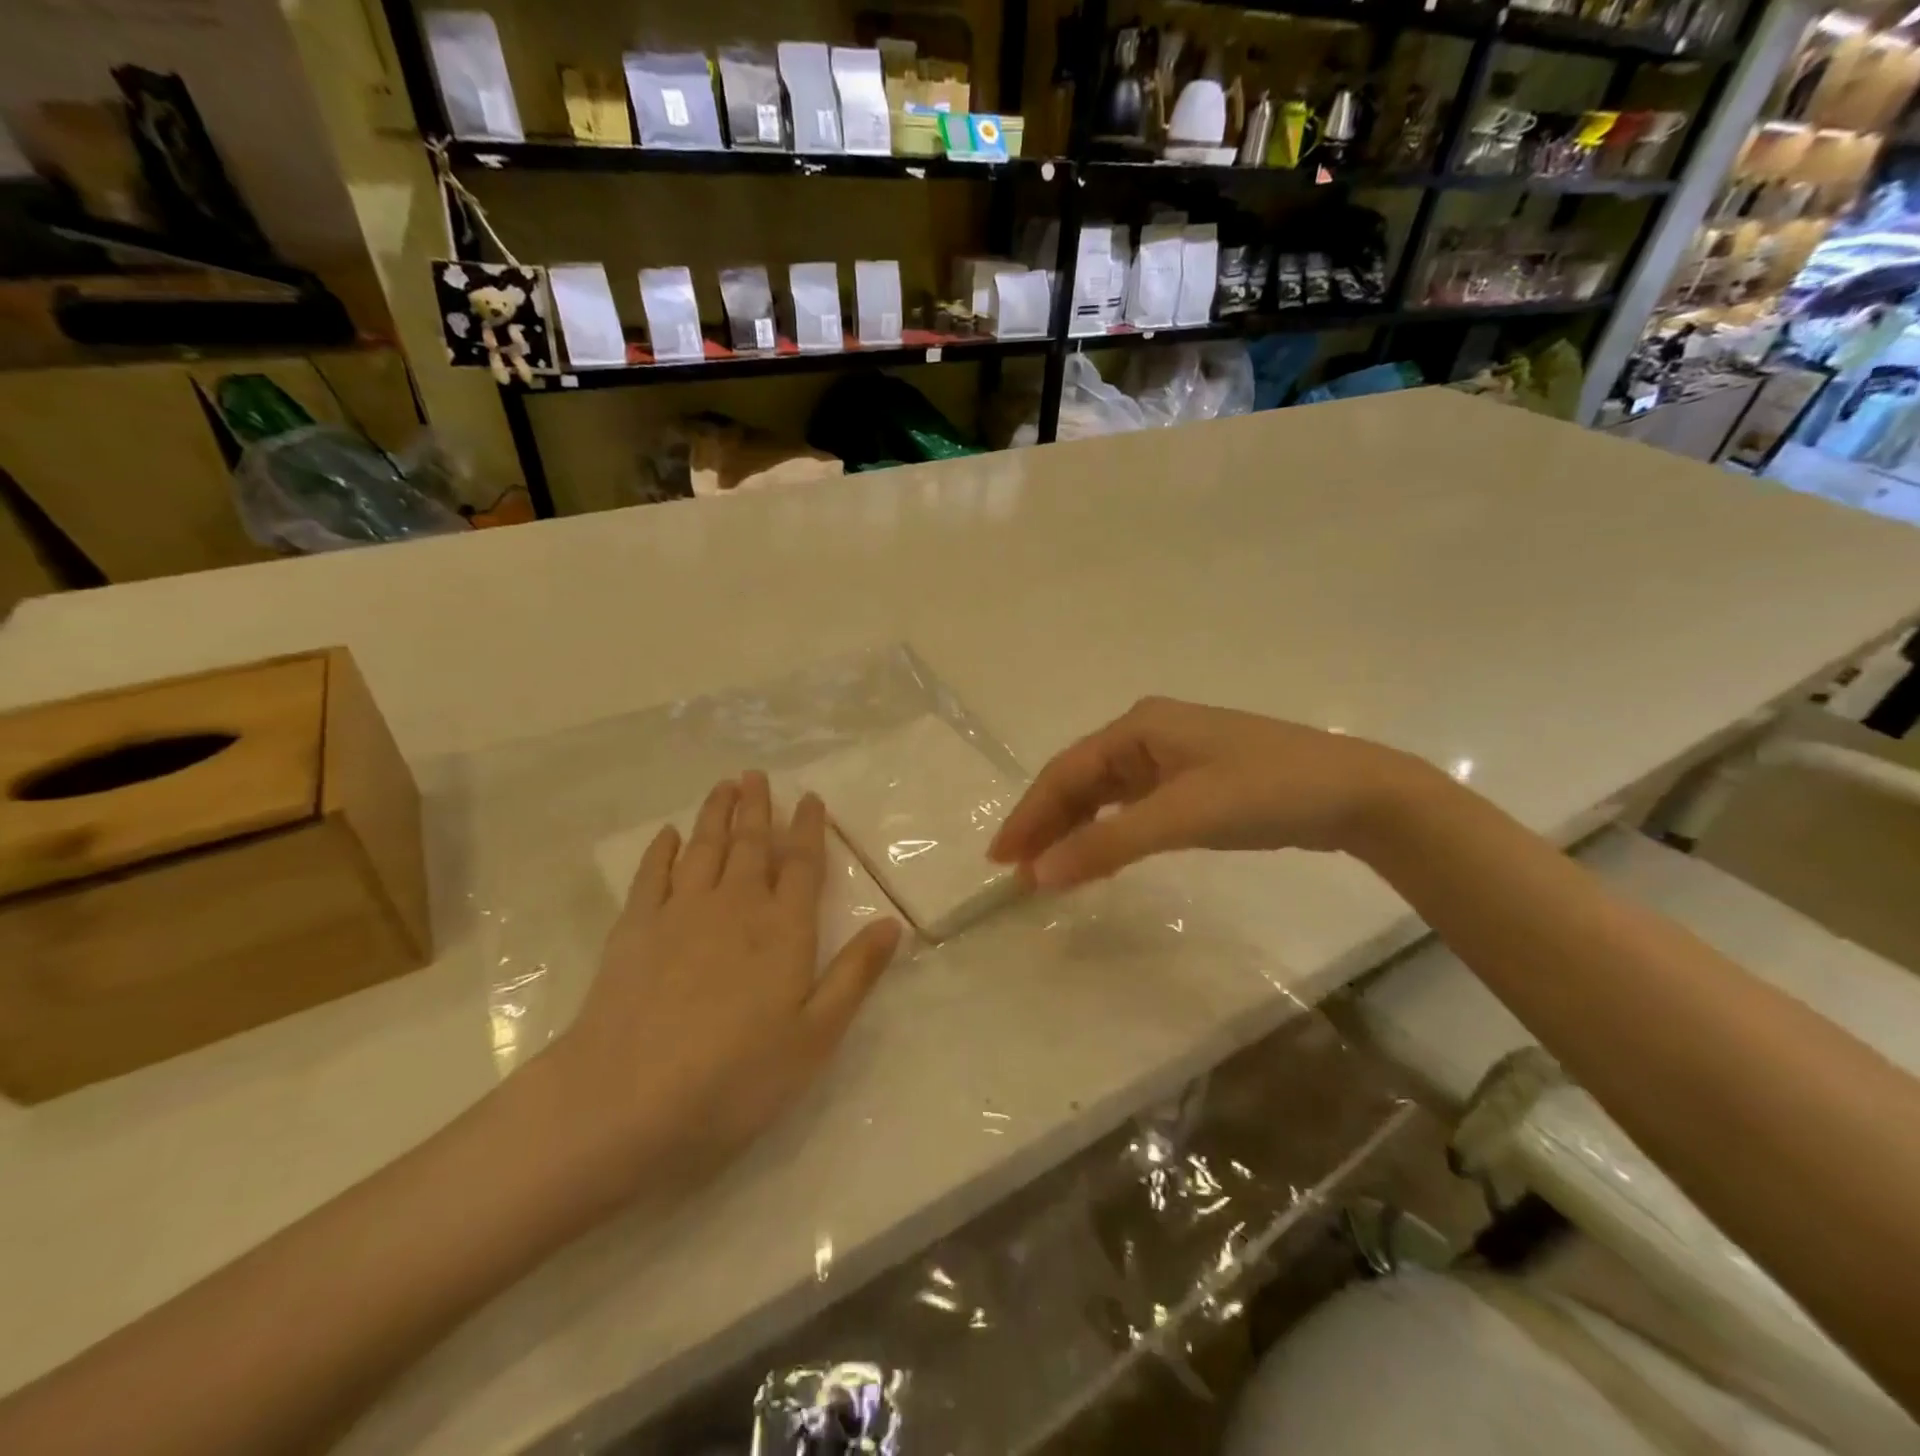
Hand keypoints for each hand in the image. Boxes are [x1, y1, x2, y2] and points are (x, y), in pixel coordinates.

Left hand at [550, 773, 903, 1194]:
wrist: (627, 1101)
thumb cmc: (736, 1077)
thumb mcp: (815, 1037)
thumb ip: (855, 975)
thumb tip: (893, 923)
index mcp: (783, 929)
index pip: (801, 864)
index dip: (809, 828)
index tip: (810, 798)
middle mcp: (735, 906)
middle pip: (750, 844)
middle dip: (757, 807)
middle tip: (757, 775)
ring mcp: (680, 913)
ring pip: (704, 848)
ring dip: (715, 814)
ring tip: (723, 786)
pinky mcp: (635, 929)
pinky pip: (652, 875)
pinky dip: (662, 850)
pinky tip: (668, 835)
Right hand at [989, 697, 1429, 889]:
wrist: (1355, 793)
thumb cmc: (1264, 792)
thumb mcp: (1181, 817)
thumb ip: (1107, 844)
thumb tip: (1038, 873)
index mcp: (1138, 726)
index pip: (1066, 771)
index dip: (1029, 814)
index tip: (1000, 858)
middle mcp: (1147, 734)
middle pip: (1081, 781)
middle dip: (1048, 824)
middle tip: (1017, 872)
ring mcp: (1172, 757)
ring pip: (1106, 795)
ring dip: (1076, 830)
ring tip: (1049, 871)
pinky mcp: (1193, 781)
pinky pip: (1133, 807)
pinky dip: (1110, 833)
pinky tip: (1098, 855)